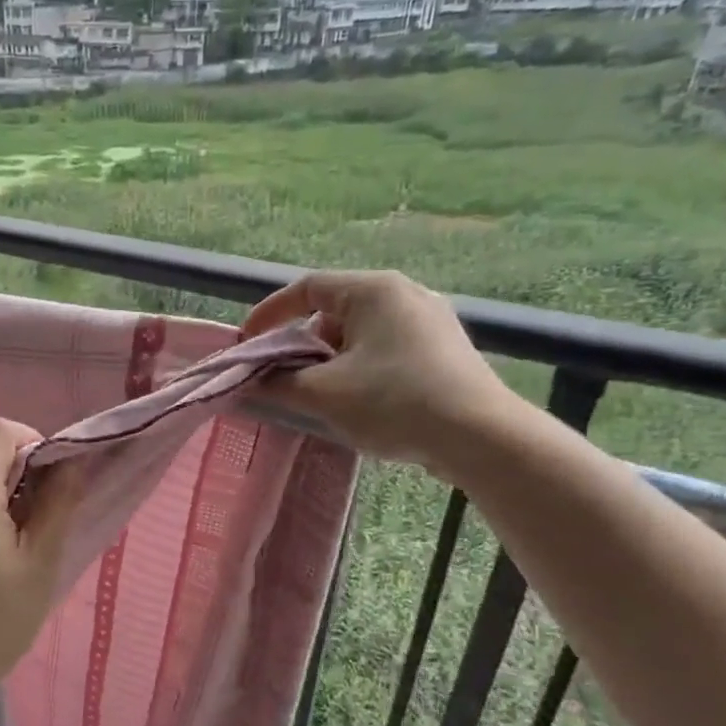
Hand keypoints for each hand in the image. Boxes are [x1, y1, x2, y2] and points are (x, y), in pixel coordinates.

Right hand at [241, 271, 518, 468]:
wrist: (480, 437)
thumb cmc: (394, 403)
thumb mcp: (323, 394)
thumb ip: (276, 384)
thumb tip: (245, 382)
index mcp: (374, 290)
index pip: (306, 288)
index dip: (269, 314)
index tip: (246, 346)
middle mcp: (404, 294)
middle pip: (332, 312)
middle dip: (300, 345)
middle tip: (283, 379)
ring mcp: (429, 321)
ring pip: (359, 334)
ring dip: (329, 362)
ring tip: (320, 397)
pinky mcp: (444, 350)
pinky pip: (385, 350)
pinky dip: (359, 369)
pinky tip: (359, 403)